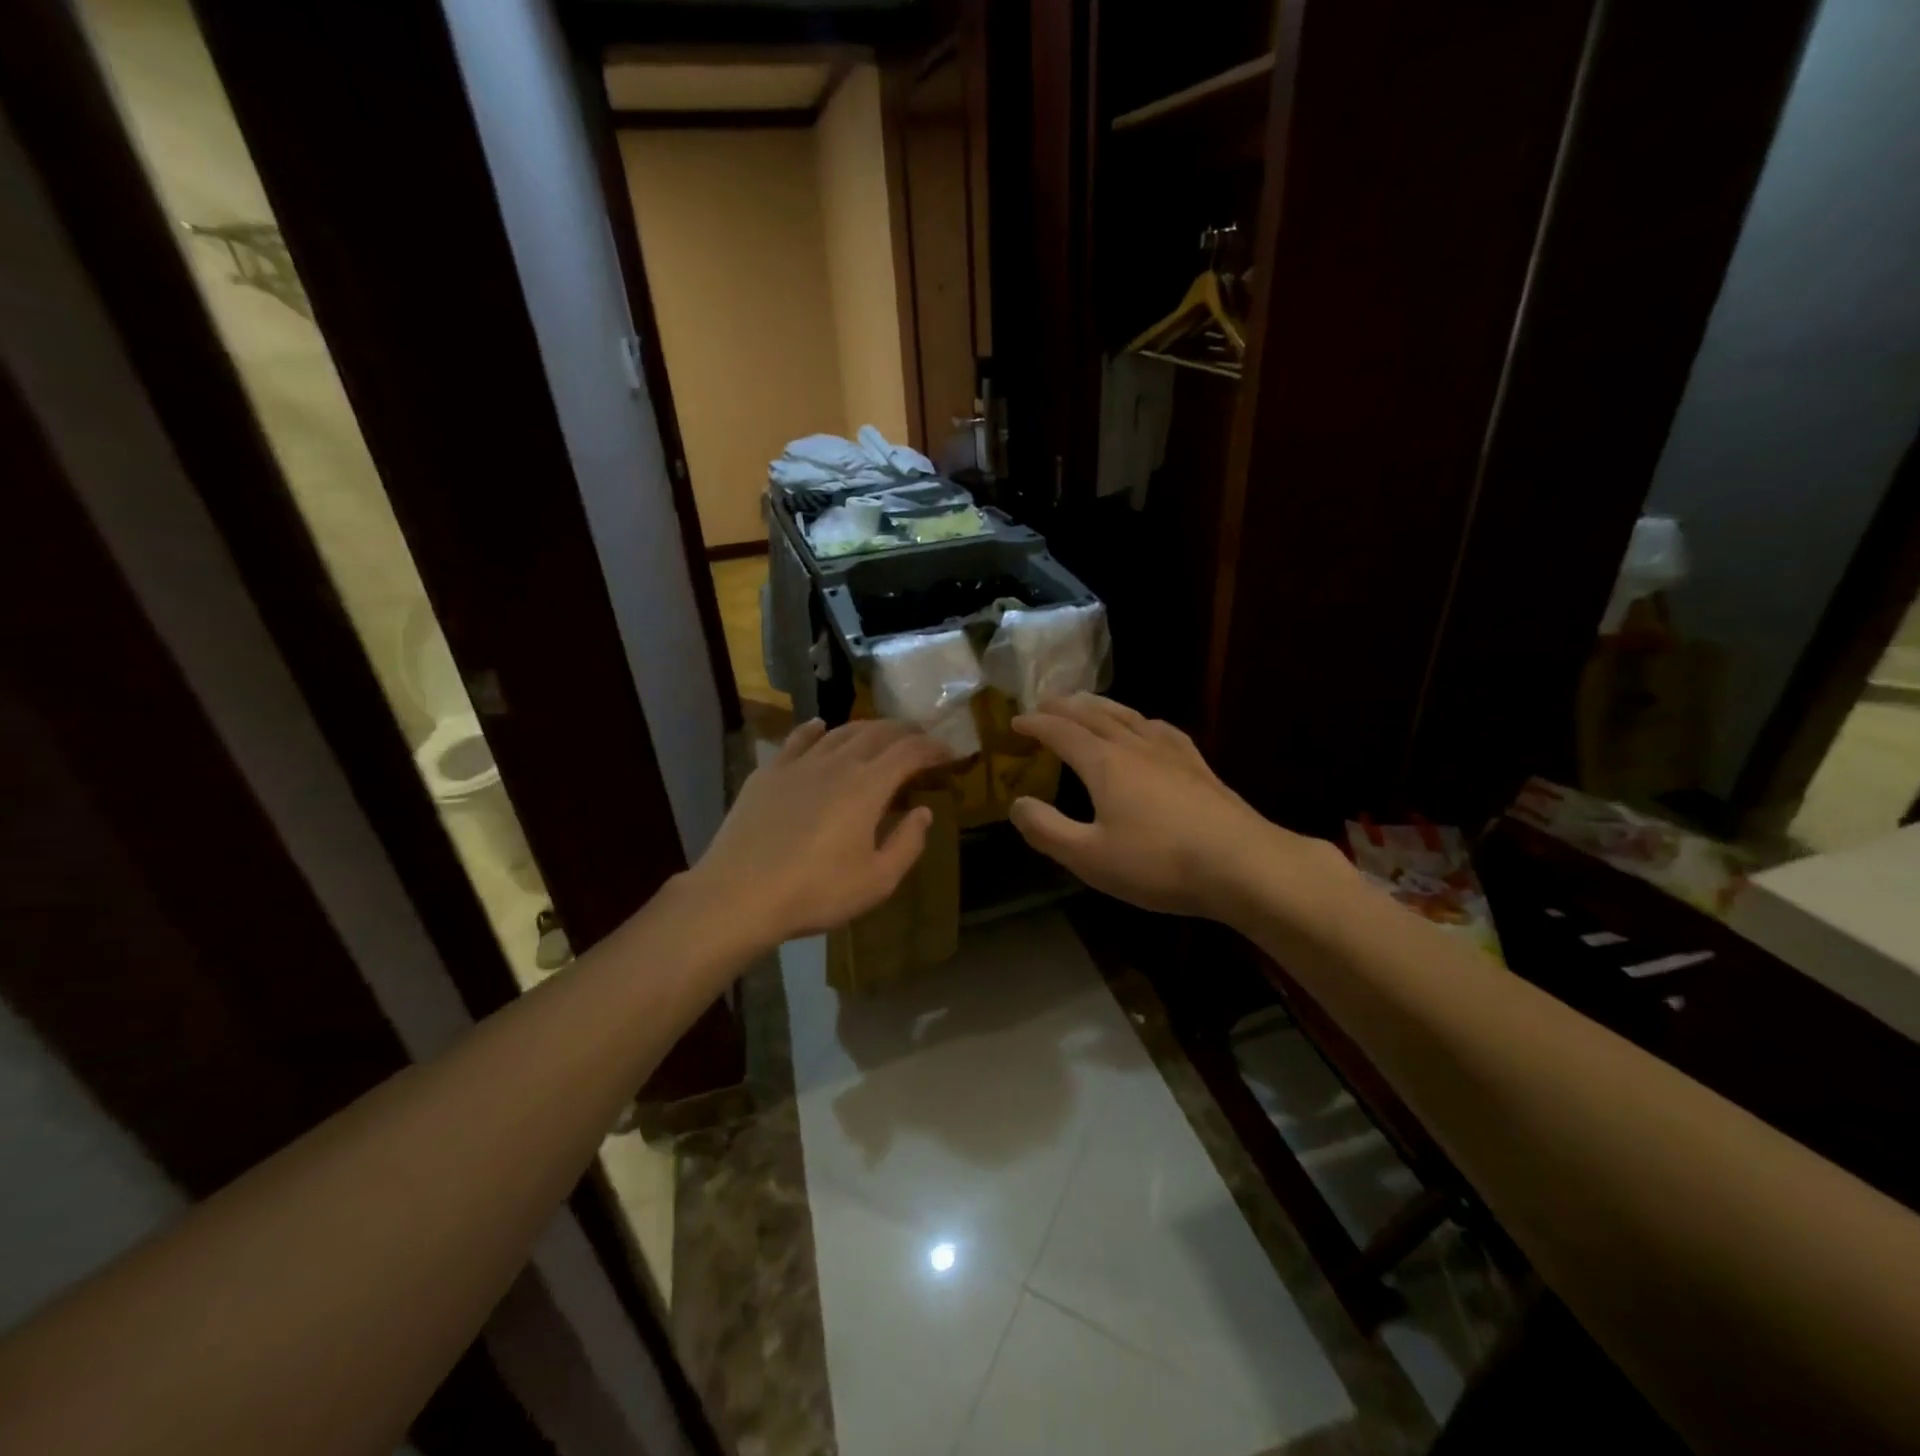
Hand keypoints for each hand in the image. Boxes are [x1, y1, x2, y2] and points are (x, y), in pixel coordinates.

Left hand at [686, 718, 950, 950]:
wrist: (740, 894)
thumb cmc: (816, 892)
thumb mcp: (877, 880)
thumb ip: (907, 843)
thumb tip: (924, 812)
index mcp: (867, 786)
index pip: (909, 752)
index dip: (933, 748)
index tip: (949, 752)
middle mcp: (837, 763)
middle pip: (877, 733)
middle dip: (904, 731)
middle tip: (920, 736)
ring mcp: (799, 764)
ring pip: (839, 732)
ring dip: (866, 728)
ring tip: (880, 732)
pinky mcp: (768, 773)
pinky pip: (797, 740)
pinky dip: (815, 729)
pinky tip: (820, 726)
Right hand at [1009, 694, 1341, 920]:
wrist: (1243, 864)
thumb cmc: (1159, 863)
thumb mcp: (1089, 857)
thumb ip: (1047, 830)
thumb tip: (1017, 804)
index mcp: (1104, 763)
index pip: (1061, 733)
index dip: (1035, 725)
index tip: (1015, 722)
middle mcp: (1135, 746)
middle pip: (1093, 715)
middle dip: (1064, 706)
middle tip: (1044, 703)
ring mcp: (1171, 752)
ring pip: (1128, 715)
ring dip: (1100, 706)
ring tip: (1086, 703)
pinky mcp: (1198, 765)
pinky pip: (1161, 729)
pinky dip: (1141, 720)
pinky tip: (1147, 726)